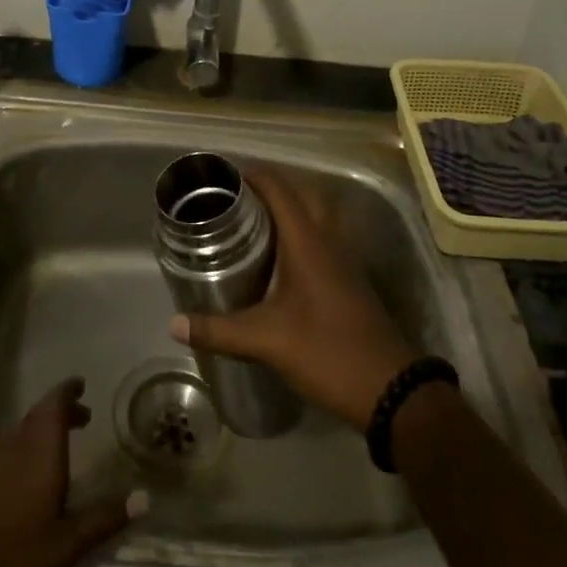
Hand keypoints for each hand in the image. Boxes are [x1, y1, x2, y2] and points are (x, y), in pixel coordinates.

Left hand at [0, 378, 141, 566]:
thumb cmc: (15, 558)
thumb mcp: (67, 543)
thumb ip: (104, 517)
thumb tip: (146, 497)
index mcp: (39, 453)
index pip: (53, 407)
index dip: (67, 392)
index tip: (81, 385)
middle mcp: (15, 450)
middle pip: (37, 416)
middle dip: (59, 410)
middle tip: (82, 414)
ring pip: (20, 432)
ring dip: (41, 428)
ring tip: (61, 440)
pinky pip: (7, 450)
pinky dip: (24, 447)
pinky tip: (29, 472)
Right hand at [171, 172, 417, 429]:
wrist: (392, 390)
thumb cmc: (328, 352)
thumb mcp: (267, 341)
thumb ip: (219, 331)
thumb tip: (174, 324)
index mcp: (308, 243)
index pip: (280, 190)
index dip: (253, 176)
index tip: (221, 176)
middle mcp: (329, 242)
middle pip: (302, 195)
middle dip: (270, 188)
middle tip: (235, 199)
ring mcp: (345, 261)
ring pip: (317, 217)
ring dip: (289, 209)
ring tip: (252, 222)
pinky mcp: (350, 281)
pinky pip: (323, 240)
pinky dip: (301, 234)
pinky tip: (280, 260)